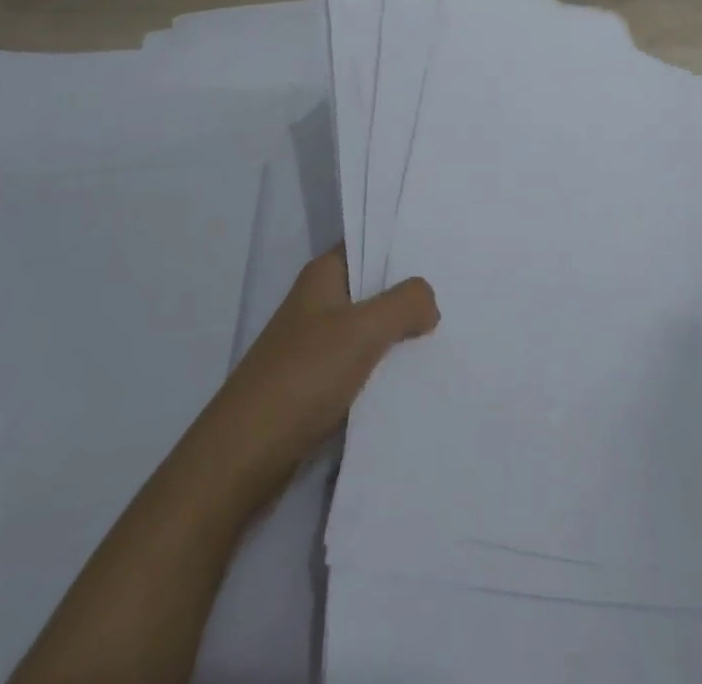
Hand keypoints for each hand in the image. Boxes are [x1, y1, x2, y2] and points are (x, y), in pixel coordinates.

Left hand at [204, 248, 437, 505]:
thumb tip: (429, 302)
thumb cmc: (302, 377)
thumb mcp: (362, 330)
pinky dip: (387, 367)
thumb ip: (405, 303)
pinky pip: (364, 364)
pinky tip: (418, 373)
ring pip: (371, 328)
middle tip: (458, 292)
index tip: (444, 248)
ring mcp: (318, 345)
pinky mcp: (319, 384)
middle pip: (374, 287)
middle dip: (410, 292)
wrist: (243, 459)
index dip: (404, 243)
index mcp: (323, 276)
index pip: (369, 242)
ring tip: (449, 332)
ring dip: (401, 333)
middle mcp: (319, 303)